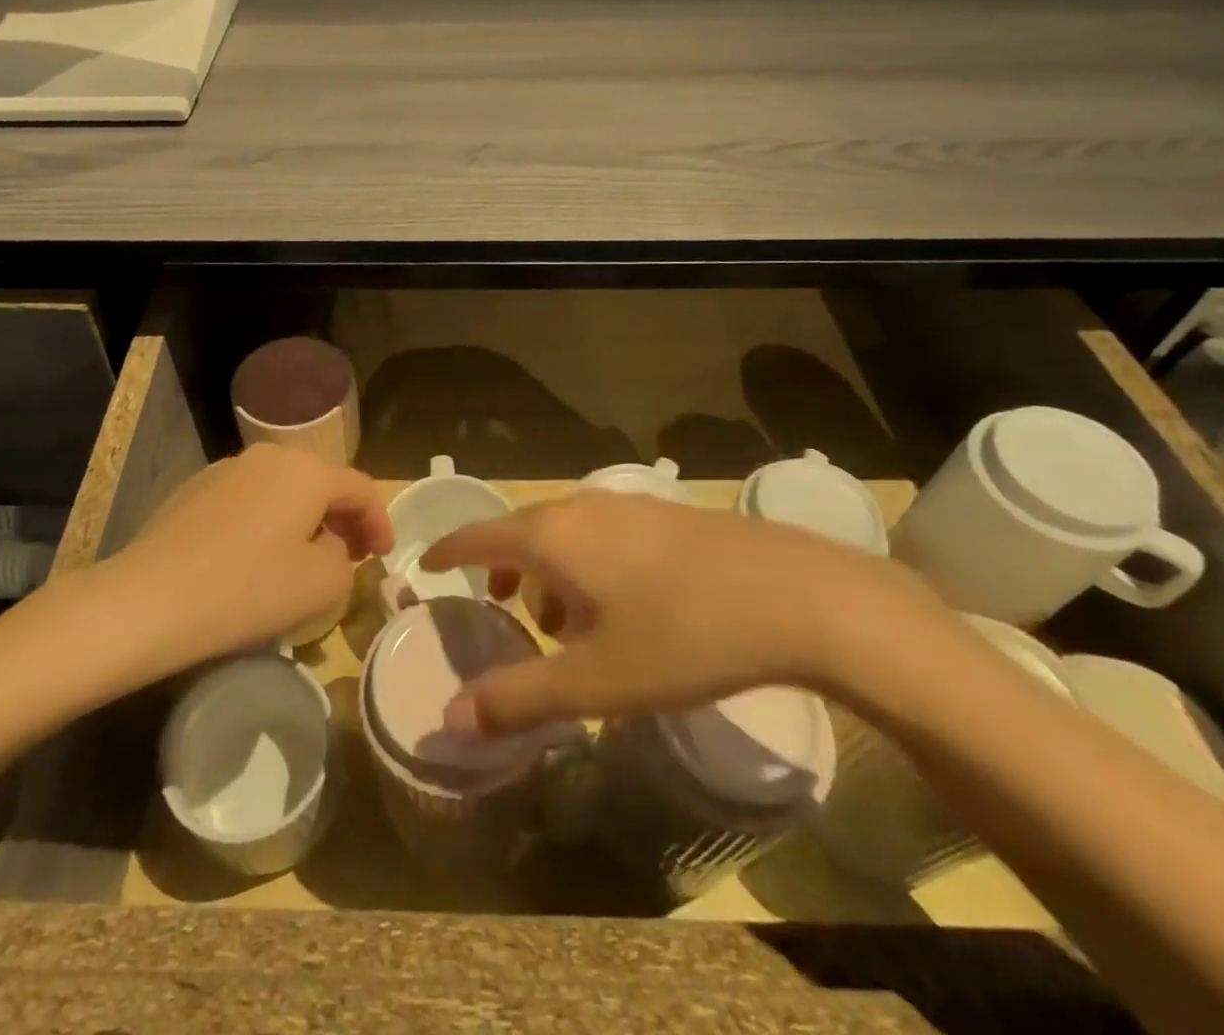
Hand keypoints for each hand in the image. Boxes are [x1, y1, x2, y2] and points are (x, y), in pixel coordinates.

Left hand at [90, 444, 392, 673]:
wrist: (147, 600)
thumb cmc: (247, 589)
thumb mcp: (321, 584)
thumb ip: (346, 559)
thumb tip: (331, 545)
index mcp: (307, 470)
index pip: (361, 488)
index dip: (380, 522)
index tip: (384, 556)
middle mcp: (270, 456)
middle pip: (322, 483)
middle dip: (343, 519)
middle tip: (352, 556)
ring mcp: (227, 469)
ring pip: (284, 490)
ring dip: (304, 520)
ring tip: (305, 559)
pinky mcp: (195, 489)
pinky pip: (250, 500)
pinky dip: (268, 522)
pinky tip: (256, 558)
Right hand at [419, 491, 929, 734]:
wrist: (798, 596)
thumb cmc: (683, 636)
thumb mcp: (596, 680)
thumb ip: (519, 698)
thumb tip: (452, 717)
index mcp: (551, 536)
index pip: (478, 536)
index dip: (447, 550)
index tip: (425, 563)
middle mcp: (581, 508)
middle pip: (521, 531)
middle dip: (501, 568)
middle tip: (497, 606)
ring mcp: (627, 506)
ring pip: (565, 533)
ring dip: (548, 571)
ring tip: (562, 622)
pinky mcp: (665, 515)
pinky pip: (601, 534)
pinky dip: (586, 564)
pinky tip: (620, 607)